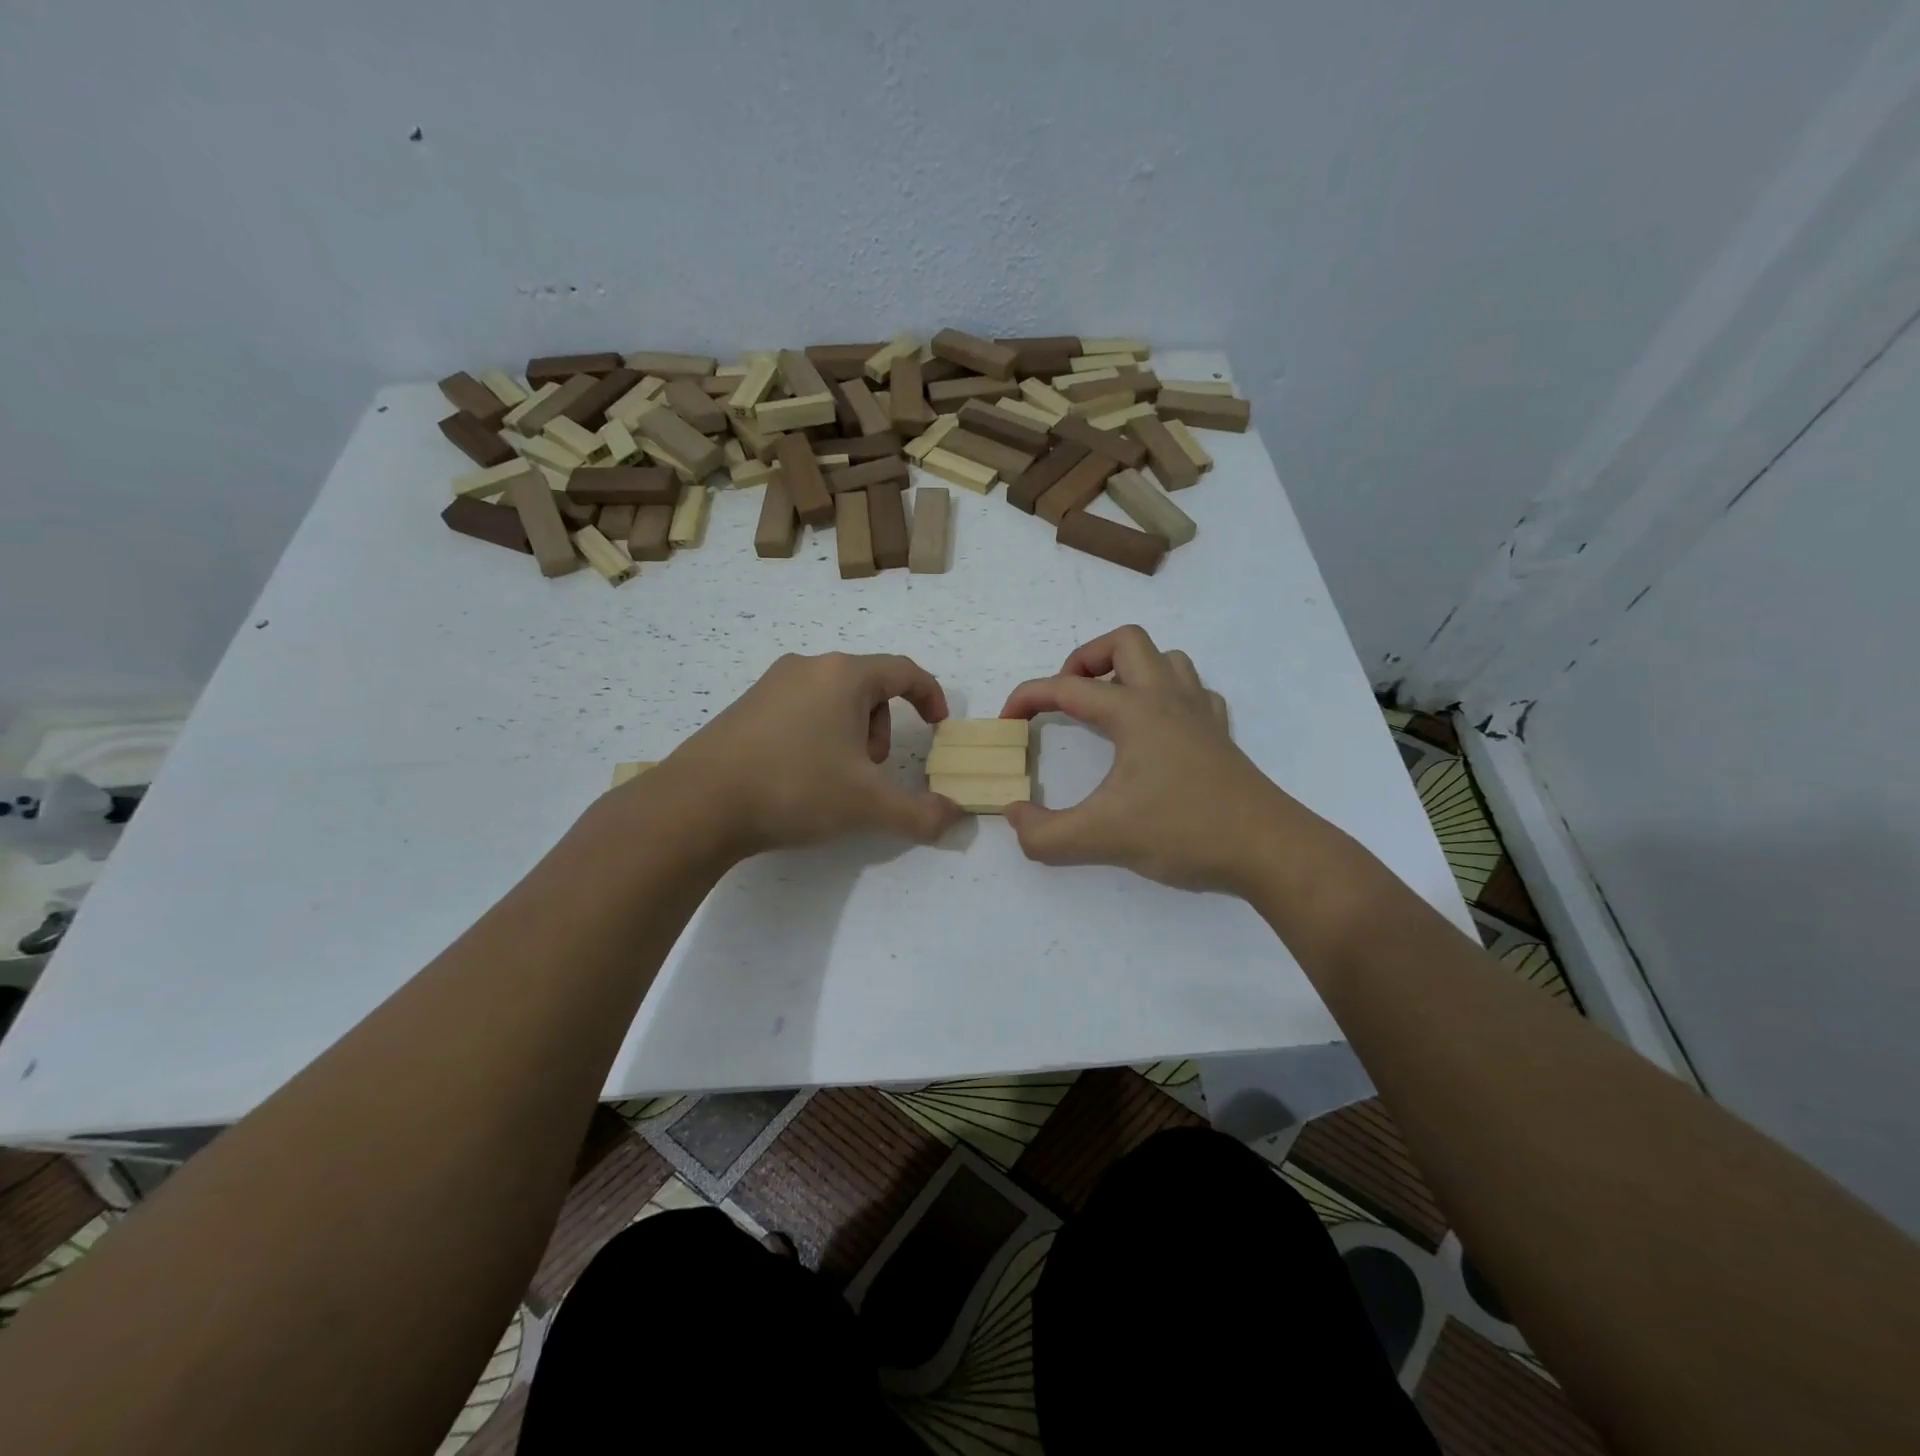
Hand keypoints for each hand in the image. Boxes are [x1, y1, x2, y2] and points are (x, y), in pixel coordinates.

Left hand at [651, 652, 962, 855]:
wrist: (699, 803)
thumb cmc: (795, 788)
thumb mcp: (868, 805)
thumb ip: (920, 812)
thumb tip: (956, 818)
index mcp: (844, 676)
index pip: (904, 670)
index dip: (930, 695)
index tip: (938, 725)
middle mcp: (808, 668)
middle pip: (868, 684)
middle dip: (883, 724)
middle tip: (875, 767)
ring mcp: (771, 684)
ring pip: (832, 697)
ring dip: (852, 730)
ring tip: (838, 776)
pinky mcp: (745, 706)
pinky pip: (800, 708)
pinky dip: (818, 733)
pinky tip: (800, 775)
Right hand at [1000, 626, 1287, 892]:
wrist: (1268, 849)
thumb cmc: (1184, 831)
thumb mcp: (1101, 838)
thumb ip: (1045, 834)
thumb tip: (1015, 816)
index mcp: (1134, 711)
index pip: (1066, 688)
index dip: (1027, 698)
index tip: (1007, 722)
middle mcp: (1167, 698)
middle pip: (1125, 642)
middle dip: (1086, 660)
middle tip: (1067, 698)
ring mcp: (1199, 713)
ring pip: (1165, 659)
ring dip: (1130, 671)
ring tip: (1109, 707)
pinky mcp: (1220, 734)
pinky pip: (1192, 691)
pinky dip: (1167, 695)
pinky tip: (1158, 727)